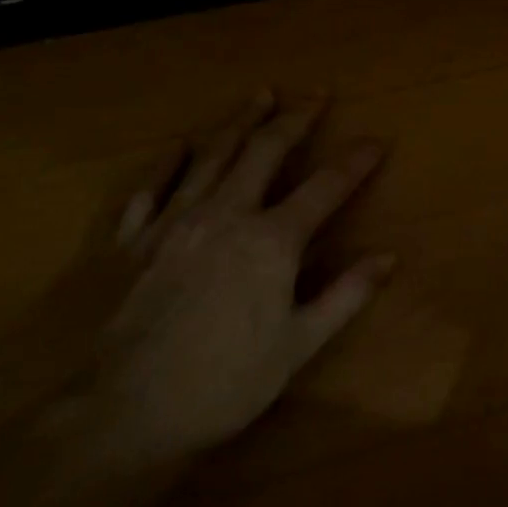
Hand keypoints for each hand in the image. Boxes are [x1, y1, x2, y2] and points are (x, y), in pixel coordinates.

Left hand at [86, 90, 392, 461]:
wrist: (119, 413)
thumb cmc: (222, 383)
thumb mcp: (298, 346)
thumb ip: (346, 295)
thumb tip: (388, 257)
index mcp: (272, 240)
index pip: (326, 186)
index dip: (355, 161)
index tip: (377, 140)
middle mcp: (226, 214)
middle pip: (265, 151)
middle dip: (295, 117)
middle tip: (316, 92)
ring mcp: (174, 222)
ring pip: (212, 155)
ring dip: (240, 121)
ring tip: (259, 94)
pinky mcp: (132, 240)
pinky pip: (152, 187)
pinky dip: (168, 163)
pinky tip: (179, 145)